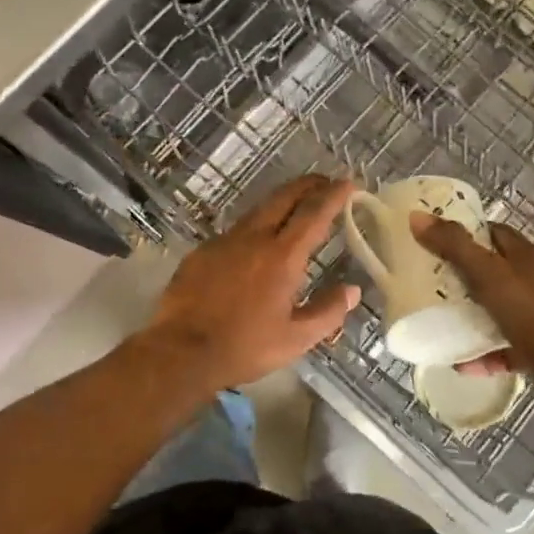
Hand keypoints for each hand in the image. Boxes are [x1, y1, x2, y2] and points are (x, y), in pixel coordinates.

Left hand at [140, 175, 360, 391]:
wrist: (180, 351)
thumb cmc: (244, 347)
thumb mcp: (295, 339)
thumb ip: (328, 312)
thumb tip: (352, 290)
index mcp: (282, 257)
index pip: (314, 214)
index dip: (334, 195)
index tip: (348, 182)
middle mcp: (254, 238)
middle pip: (284, 197)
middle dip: (308, 185)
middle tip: (324, 183)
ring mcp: (224, 241)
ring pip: (258, 210)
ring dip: (281, 202)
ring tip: (295, 206)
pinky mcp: (202, 251)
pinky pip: (235, 231)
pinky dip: (255, 227)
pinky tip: (255, 244)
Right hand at [410, 213, 533, 405]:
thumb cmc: (527, 310)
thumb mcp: (485, 273)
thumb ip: (453, 245)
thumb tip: (417, 216)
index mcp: (524, 256)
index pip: (493, 233)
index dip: (466, 233)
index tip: (436, 240)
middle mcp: (532, 281)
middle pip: (492, 271)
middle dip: (462, 276)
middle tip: (430, 281)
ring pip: (496, 309)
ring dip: (470, 316)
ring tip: (439, 320)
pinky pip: (501, 346)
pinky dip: (481, 353)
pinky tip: (459, 362)